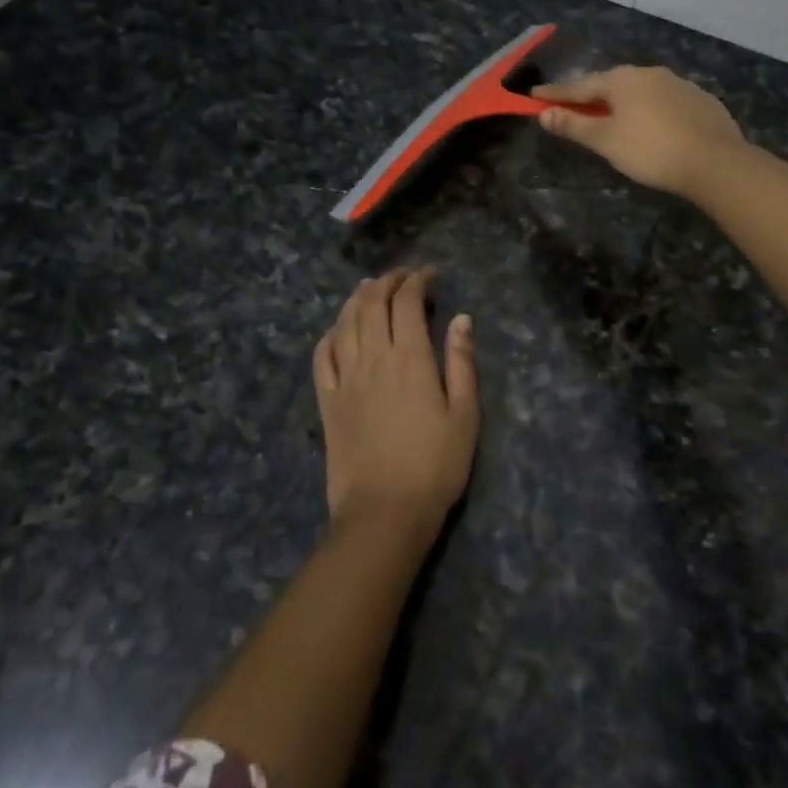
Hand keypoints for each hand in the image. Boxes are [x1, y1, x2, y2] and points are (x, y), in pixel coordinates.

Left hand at [313, 268, 479, 543]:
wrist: (384, 513)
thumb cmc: (435, 466)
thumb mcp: (465, 416)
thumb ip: (462, 363)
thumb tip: (462, 318)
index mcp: (410, 358)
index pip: (407, 303)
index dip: (417, 280)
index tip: (430, 274)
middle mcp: (373, 358)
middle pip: (372, 304)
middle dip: (387, 282)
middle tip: (402, 276)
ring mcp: (345, 379)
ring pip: (345, 322)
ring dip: (357, 298)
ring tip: (370, 288)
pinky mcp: (327, 401)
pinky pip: (322, 356)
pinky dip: (330, 333)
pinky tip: (338, 330)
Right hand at [534, 66, 744, 198]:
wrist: (715, 162)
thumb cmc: (651, 151)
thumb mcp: (606, 141)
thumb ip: (574, 126)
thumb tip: (545, 114)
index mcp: (623, 80)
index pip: (580, 87)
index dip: (557, 94)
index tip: (535, 95)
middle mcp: (650, 73)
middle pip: (612, 84)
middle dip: (592, 95)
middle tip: (575, 106)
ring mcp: (680, 84)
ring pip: (641, 91)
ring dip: (623, 102)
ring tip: (614, 116)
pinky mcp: (701, 101)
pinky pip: (665, 101)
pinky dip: (651, 110)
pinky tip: (653, 125)